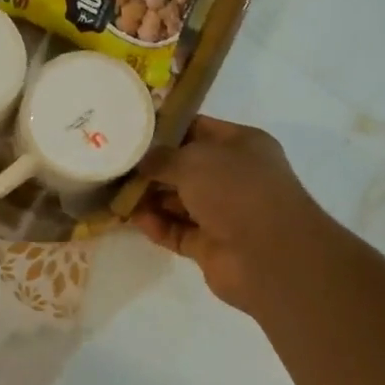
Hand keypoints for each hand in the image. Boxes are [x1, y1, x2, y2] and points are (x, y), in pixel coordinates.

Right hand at [131, 115, 329, 316]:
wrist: (270, 256)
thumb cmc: (236, 191)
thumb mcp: (193, 160)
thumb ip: (161, 157)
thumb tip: (141, 162)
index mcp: (241, 145)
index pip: (197, 128)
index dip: (164, 129)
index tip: (129, 130)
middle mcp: (234, 176)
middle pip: (184, 167)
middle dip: (151, 167)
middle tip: (114, 163)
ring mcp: (224, 213)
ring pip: (178, 201)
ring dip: (149, 197)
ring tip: (115, 191)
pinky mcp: (211, 245)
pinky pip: (177, 230)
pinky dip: (157, 225)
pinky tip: (133, 219)